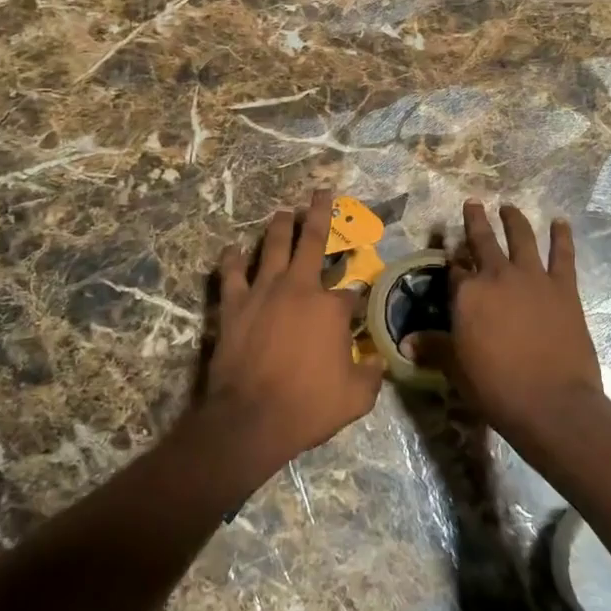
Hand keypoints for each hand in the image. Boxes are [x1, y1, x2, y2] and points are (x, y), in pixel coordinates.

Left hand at [204, 189, 384, 479]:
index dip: (355, 296)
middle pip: (312, 240)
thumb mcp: (355, 399)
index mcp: (331, 308)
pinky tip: (233, 248)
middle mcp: (299, 287)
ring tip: (283, 211)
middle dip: (320, 213)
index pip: (350, 291)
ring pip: (272, 246)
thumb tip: (378, 362)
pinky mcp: (234, 303)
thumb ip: (370, 375)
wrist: (250, 418)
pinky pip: (232, 273)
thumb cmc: (306, 407)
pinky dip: (232, 259)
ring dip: (279, 226)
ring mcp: (263, 291)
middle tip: (321, 192)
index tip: (355, 304)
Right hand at [404, 201, 604, 442]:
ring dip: (514, 220)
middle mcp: (497, 276)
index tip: (449, 255)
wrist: (551, 403)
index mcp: (467, 294)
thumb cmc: (496, 387)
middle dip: (475, 221)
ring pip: (521, 238)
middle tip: (473, 203)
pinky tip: (560, 222)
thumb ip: (433, 348)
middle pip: (483, 241)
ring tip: (509, 207)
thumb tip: (404, 343)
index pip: (454, 270)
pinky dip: (562, 236)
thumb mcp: (456, 369)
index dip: (451, 262)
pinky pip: (562, 254)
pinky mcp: (563, 287)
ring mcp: (532, 278)